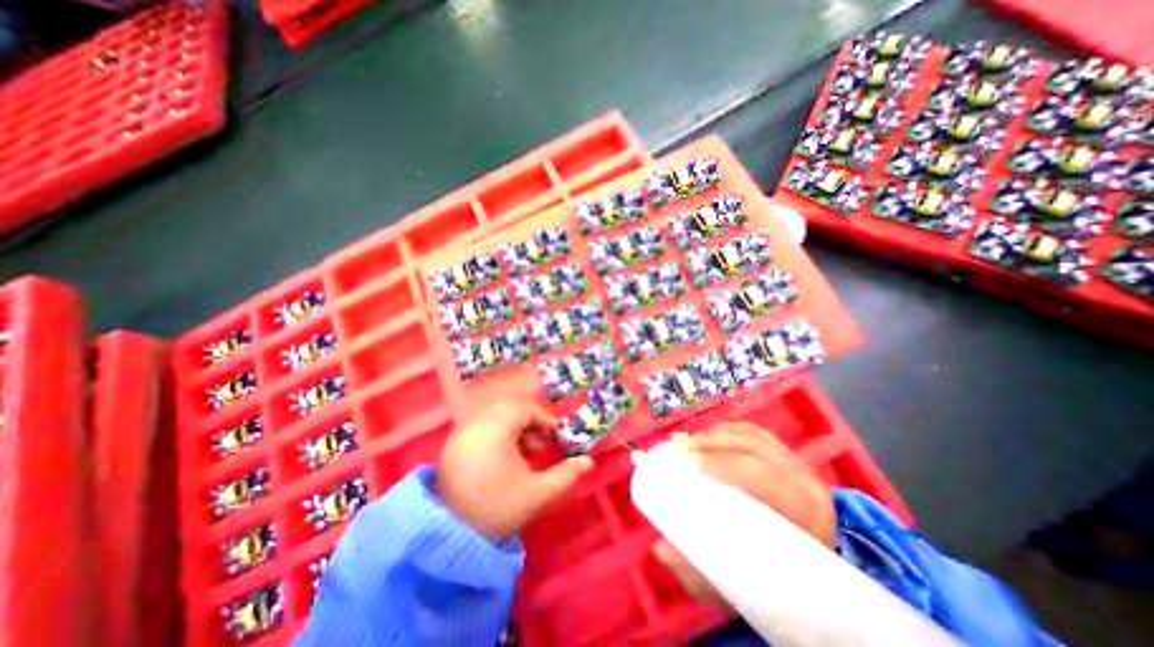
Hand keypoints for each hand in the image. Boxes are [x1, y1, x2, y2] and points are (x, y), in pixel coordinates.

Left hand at [435, 401, 595, 543]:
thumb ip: (566, 475)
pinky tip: (504, 459)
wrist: (448, 541)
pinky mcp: (452, 446)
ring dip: (515, 429)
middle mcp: (475, 425)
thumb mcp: (537, 494)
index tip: (557, 438)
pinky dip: (498, 435)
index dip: (545, 419)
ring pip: (495, 417)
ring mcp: (460, 434)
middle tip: (542, 447)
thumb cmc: (497, 510)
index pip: (525, 408)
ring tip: (525, 455)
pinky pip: (481, 427)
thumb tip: (589, 462)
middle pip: (510, 409)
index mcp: (495, 430)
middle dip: (531, 424)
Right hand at [652, 424, 835, 606]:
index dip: (722, 461)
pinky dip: (724, 431)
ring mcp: (796, 464)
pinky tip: (705, 437)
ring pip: (751, 435)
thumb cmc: (781, 582)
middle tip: (678, 446)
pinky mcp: (784, 457)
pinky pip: (751, 432)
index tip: (688, 460)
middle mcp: (804, 481)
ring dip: (714, 434)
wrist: (822, 580)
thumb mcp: (744, 588)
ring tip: (685, 441)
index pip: (762, 473)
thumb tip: (660, 549)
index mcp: (805, 512)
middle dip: (711, 442)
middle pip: (752, 446)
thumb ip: (701, 575)